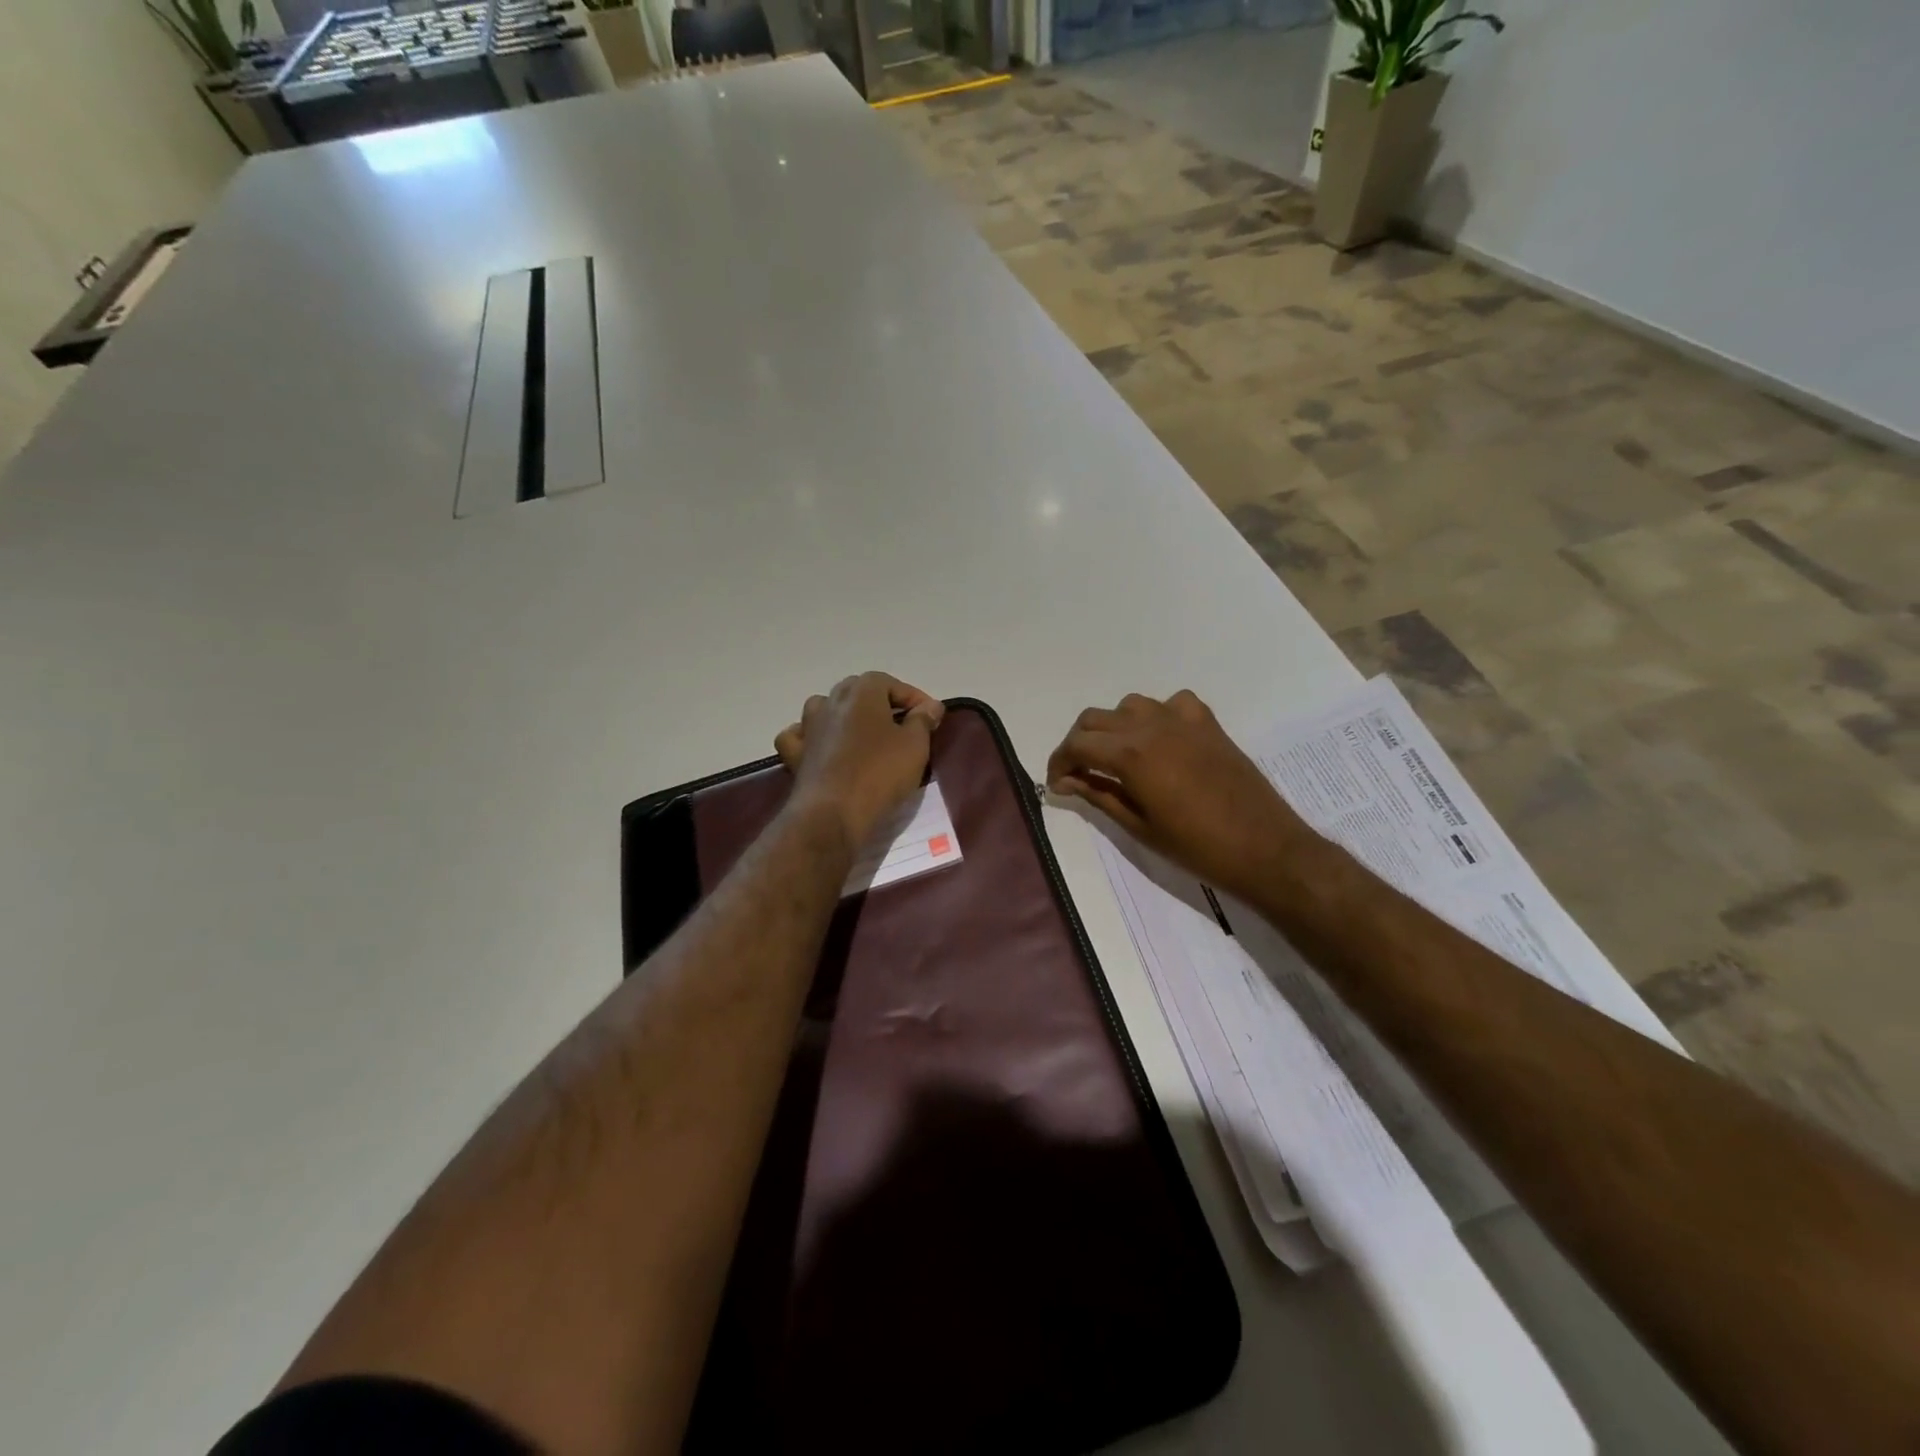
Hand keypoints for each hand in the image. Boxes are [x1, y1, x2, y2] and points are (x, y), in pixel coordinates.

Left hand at [775, 673, 944, 850]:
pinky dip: (811, 737)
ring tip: (864, 735)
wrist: (833, 813)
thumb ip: (923, 720)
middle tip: (902, 726)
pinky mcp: (795, 754)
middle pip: (857, 691)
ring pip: (826, 708)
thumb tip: (930, 706)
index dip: (913, 698)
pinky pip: (801, 736)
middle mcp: (830, 701)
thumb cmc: (880, 773)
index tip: (930, 717)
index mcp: (861, 692)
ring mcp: (808, 727)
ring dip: (845, 716)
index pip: (890, 683)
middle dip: (881, 703)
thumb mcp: (915, 745)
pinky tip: (822, 747)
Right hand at [1047, 690, 1308, 902]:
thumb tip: (1066, 782)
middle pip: (1095, 719)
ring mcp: (1182, 719)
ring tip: (1116, 757)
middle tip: (1080, 773)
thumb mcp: (1138, 826)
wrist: (1264, 847)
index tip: (1057, 785)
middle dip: (1079, 744)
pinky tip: (1160, 741)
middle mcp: (1150, 726)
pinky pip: (1170, 703)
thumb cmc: (1196, 846)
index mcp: (1130, 754)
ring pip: (1129, 706)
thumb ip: (1099, 795)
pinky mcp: (1207, 723)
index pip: (1077, 744)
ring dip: (1113, 727)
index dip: (1059, 763)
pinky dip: (1155, 716)